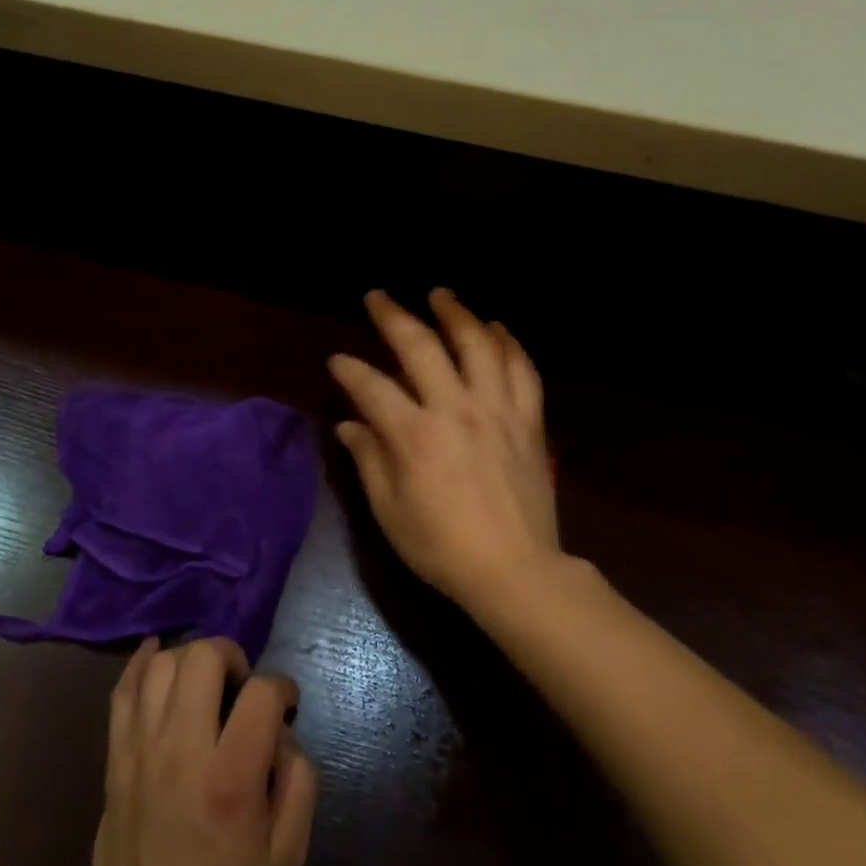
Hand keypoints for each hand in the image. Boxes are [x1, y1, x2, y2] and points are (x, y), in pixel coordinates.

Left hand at [93, 637, 316, 865]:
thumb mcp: (289, 855)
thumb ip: (300, 782)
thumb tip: (282, 732)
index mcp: (231, 779)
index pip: (260, 693)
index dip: (282, 688)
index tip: (286, 705)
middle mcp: (182, 751)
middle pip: (202, 658)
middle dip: (232, 655)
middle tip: (241, 684)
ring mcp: (141, 751)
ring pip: (161, 666)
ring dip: (191, 659)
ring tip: (206, 680)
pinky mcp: (115, 759)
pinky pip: (121, 692)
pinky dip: (141, 663)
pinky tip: (158, 652)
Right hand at [329, 289, 560, 608]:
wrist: (516, 571)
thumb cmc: (442, 547)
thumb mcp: (390, 512)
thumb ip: (369, 460)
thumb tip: (349, 425)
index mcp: (414, 435)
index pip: (371, 386)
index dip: (348, 369)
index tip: (337, 361)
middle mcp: (455, 410)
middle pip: (421, 347)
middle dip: (393, 316)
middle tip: (378, 296)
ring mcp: (497, 411)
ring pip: (478, 345)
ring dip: (456, 313)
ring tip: (440, 294)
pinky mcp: (528, 421)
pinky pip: (523, 370)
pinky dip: (508, 343)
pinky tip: (496, 328)